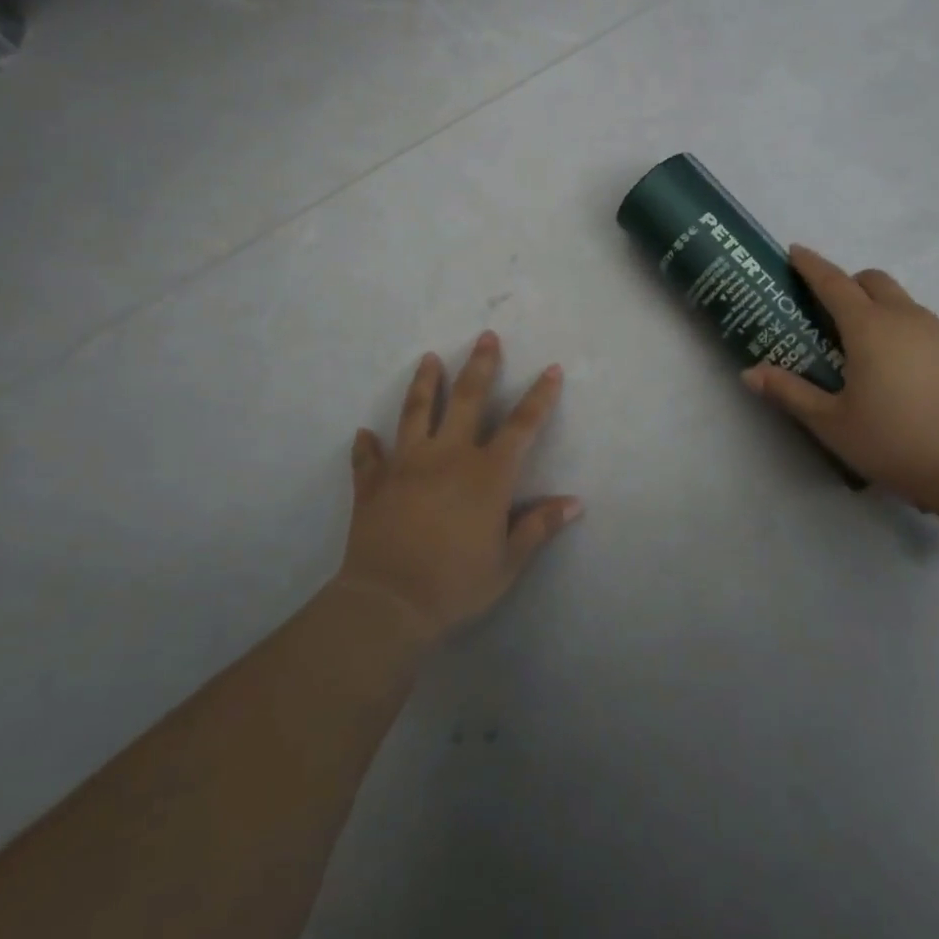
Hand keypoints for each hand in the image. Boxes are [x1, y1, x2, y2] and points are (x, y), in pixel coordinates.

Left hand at [335, 331, 579, 642]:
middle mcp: (448, 456)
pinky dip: (367, 446)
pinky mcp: (374, 483)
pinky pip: (369, 458)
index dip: (539, 396)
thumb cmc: (456, 583)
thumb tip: (574, 503)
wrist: (389, 602)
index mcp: (487, 474)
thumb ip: (538, 526)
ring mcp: (406, 464)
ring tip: (429, 358)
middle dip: (480, 365)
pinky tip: (364, 433)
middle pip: (466, 399)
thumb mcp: (507, 561)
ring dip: (425, 383)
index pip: (522, 425)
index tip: (551, 368)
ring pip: (416, 412)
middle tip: (486, 336)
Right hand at [742, 246, 938, 510]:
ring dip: (880, 309)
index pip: (833, 283)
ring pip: (904, 303)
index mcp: (869, 328)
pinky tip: (905, 374)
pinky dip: (907, 332)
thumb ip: (790, 393)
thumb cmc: (896, 442)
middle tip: (830, 313)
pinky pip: (927, 326)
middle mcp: (906, 319)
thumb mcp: (832, 423)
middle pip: (874, 281)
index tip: (795, 252)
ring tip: (868, 351)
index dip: (811, 265)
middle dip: (849, 284)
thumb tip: (749, 373)